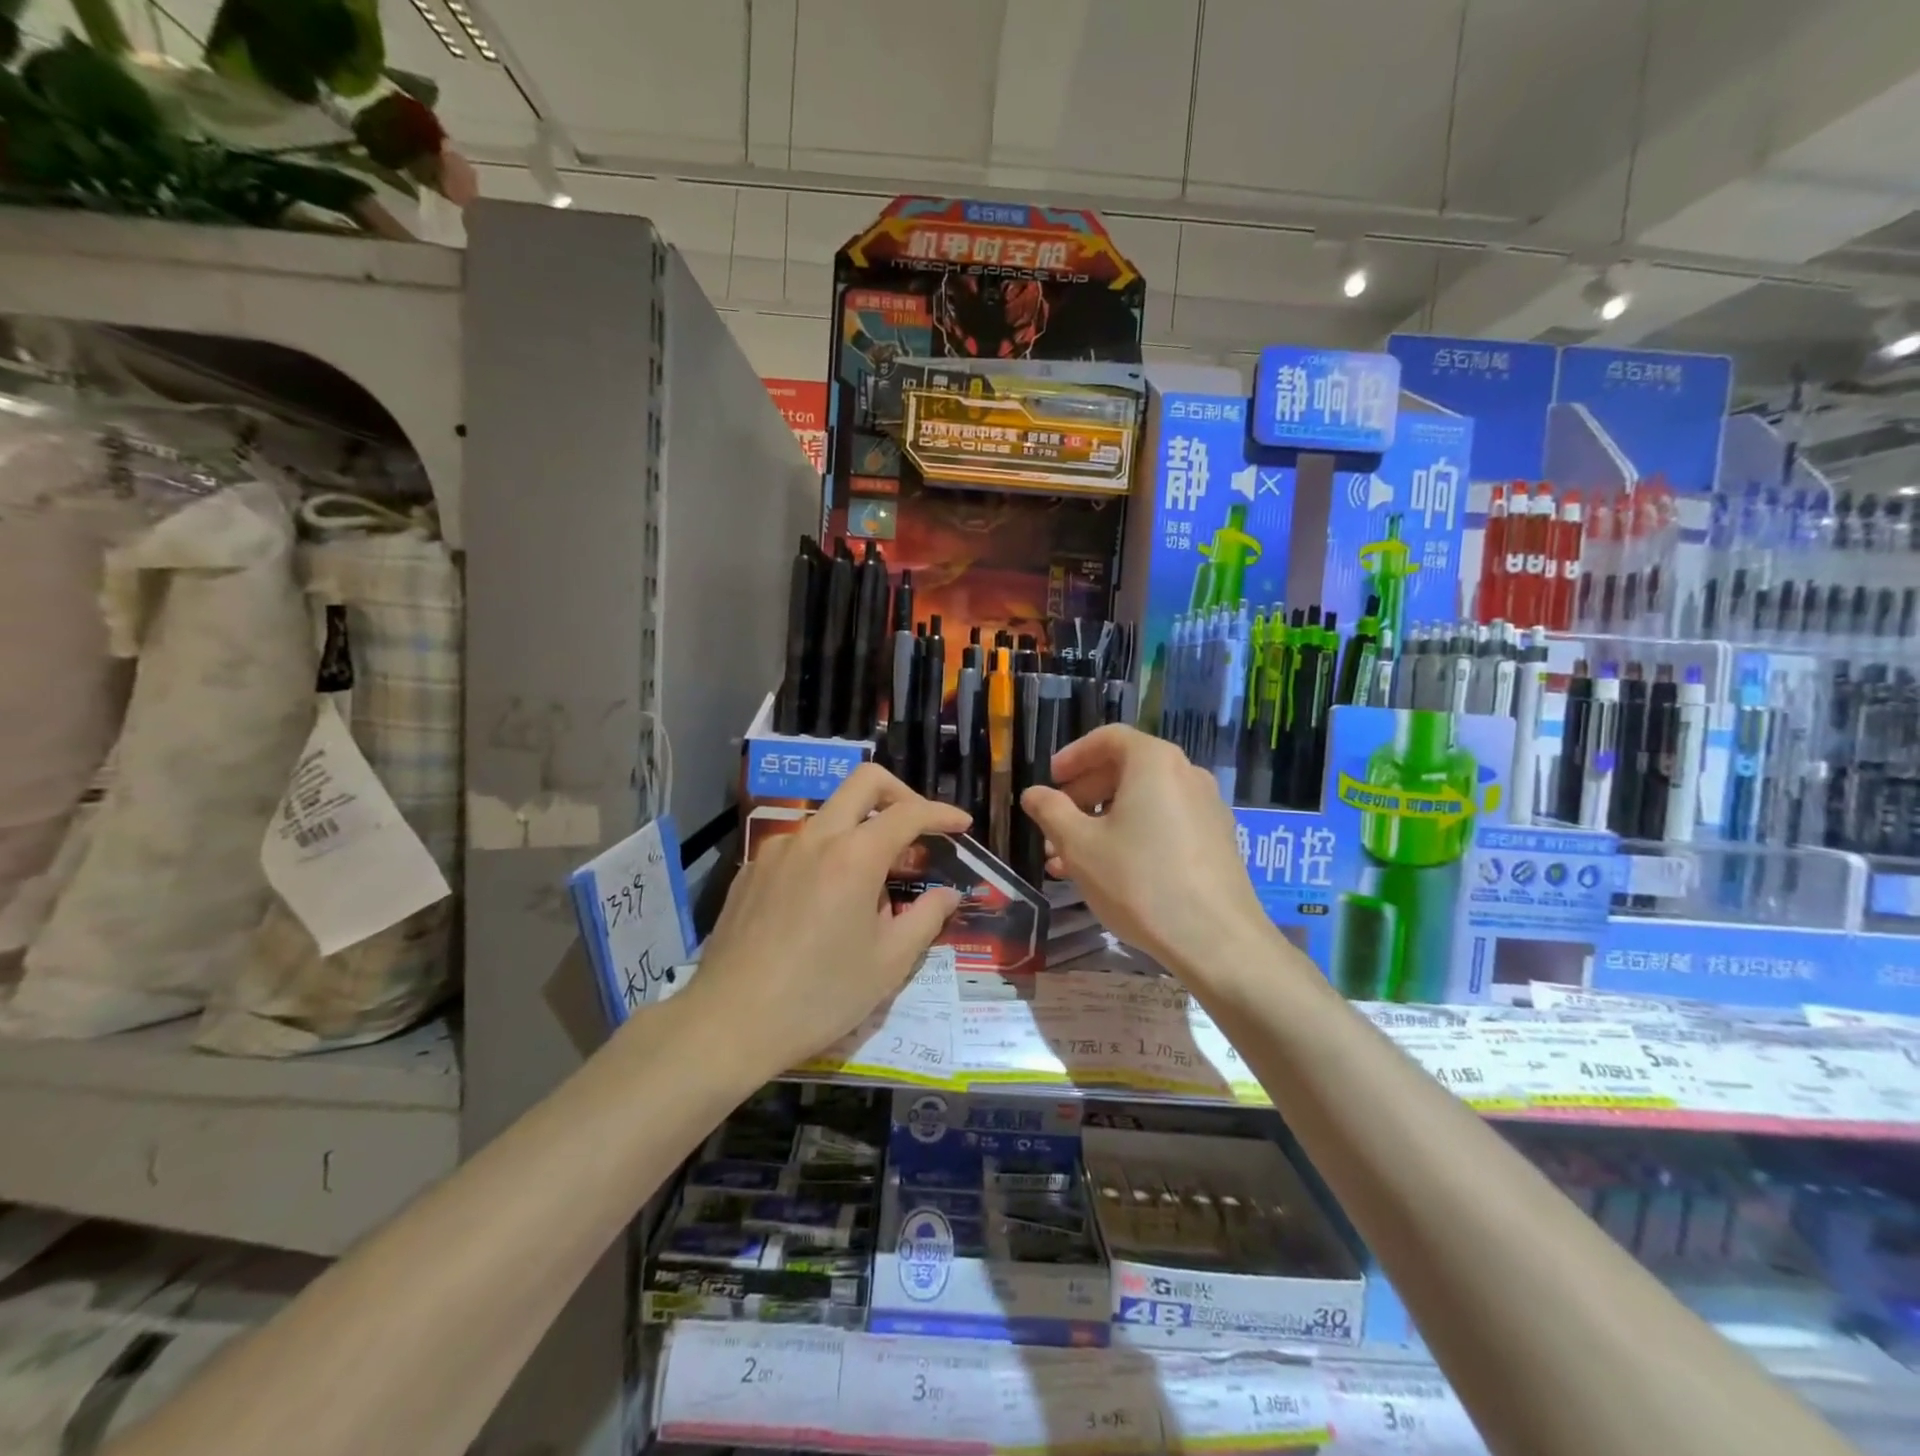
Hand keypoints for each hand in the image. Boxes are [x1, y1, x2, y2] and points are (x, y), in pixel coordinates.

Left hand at [687, 765, 969, 1074]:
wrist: (729, 1023)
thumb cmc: (820, 995)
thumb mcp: (888, 963)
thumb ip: (925, 918)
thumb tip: (947, 895)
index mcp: (854, 856)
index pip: (908, 813)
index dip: (941, 814)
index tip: (961, 826)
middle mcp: (815, 837)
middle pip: (863, 783)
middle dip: (900, 793)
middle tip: (918, 827)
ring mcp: (777, 849)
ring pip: (829, 816)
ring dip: (860, 832)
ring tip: (869, 888)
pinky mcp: (751, 869)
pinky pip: (800, 846)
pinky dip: (825, 856)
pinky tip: (823, 903)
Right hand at [1020, 726, 1268, 976]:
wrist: (1216, 940)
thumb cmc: (1139, 881)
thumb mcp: (1080, 846)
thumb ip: (1051, 811)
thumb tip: (1033, 794)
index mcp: (1154, 762)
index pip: (1108, 739)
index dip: (1073, 756)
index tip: (1050, 780)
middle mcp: (1186, 774)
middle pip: (1126, 770)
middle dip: (1083, 797)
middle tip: (1054, 826)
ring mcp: (1206, 808)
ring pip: (1142, 803)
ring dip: (1102, 823)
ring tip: (1068, 859)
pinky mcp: (1216, 841)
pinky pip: (1164, 824)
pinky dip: (1132, 836)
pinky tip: (1107, 873)